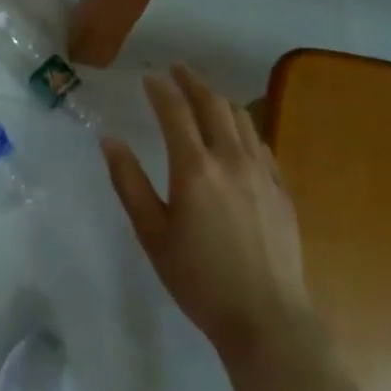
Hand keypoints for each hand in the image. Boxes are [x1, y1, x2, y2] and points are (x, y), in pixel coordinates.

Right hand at [104, 65, 307, 369]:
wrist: (267, 320)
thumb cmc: (199, 279)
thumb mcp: (152, 234)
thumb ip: (129, 182)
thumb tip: (109, 140)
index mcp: (195, 167)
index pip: (175, 110)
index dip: (160, 89)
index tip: (149, 77)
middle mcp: (230, 159)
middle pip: (212, 103)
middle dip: (192, 81)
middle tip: (177, 70)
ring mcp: (261, 172)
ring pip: (241, 118)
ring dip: (219, 98)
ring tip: (204, 94)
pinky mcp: (281, 189)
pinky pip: (260, 142)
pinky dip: (243, 126)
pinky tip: (236, 133)